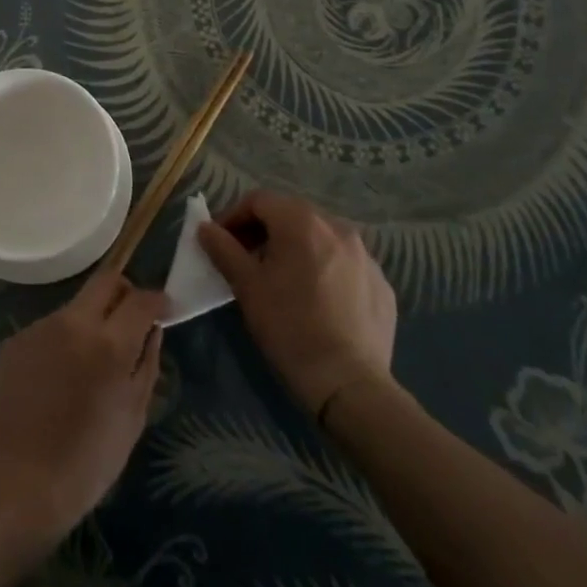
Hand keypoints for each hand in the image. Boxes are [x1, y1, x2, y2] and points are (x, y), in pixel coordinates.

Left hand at [0, 272, 167, 549]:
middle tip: (131, 316)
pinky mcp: (15, 340)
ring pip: (75, 306)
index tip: (163, 308)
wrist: (21, 484)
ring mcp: (40, 328)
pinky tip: (58, 378)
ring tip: (89, 362)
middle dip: (124, 291)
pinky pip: (49, 329)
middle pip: (105, 280)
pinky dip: (62, 342)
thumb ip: (147, 364)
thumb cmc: (88, 462)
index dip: (157, 299)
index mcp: (109, 343)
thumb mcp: (133, 416)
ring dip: (90, 321)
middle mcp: (73, 322)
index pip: (140, 299)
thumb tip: (153, 330)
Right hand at [197, 191, 397, 413]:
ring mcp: (365, 256)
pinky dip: (326, 269)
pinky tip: (318, 300)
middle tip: (247, 259)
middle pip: (291, 214)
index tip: (221, 242)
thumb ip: (224, 250)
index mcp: (302, 222)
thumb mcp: (247, 287)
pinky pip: (345, 264)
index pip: (259, 200)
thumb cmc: (290, 328)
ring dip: (296, 248)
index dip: (234, 216)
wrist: (350, 385)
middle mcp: (338, 227)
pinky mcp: (382, 284)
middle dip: (265, 231)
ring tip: (283, 279)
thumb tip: (205, 228)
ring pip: (321, 238)